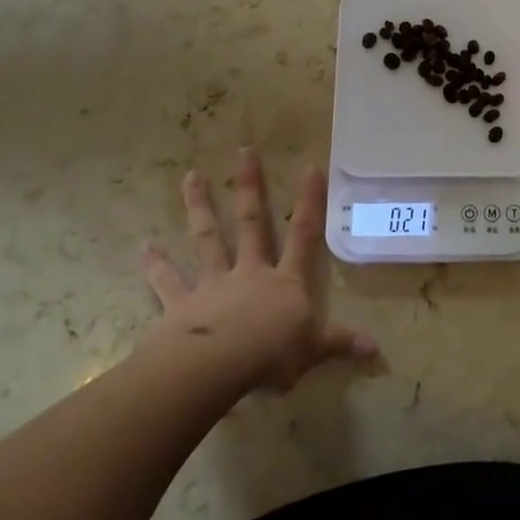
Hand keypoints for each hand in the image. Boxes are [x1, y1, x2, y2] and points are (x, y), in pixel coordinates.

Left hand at [140, 149, 376, 392]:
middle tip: (244, 151)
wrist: (216, 368)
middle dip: (250, 186)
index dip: (309, 201)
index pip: (303, 235)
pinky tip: (143, 247)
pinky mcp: (181, 304)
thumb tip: (375, 349)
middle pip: (251, 223)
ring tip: (190, 177)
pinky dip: (155, 265)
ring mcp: (213, 285)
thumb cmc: (270, 356)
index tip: (310, 166)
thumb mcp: (312, 351)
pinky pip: (167, 281)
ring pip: (207, 238)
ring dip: (200, 207)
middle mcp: (250, 272)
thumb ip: (339, 343)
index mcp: (285, 282)